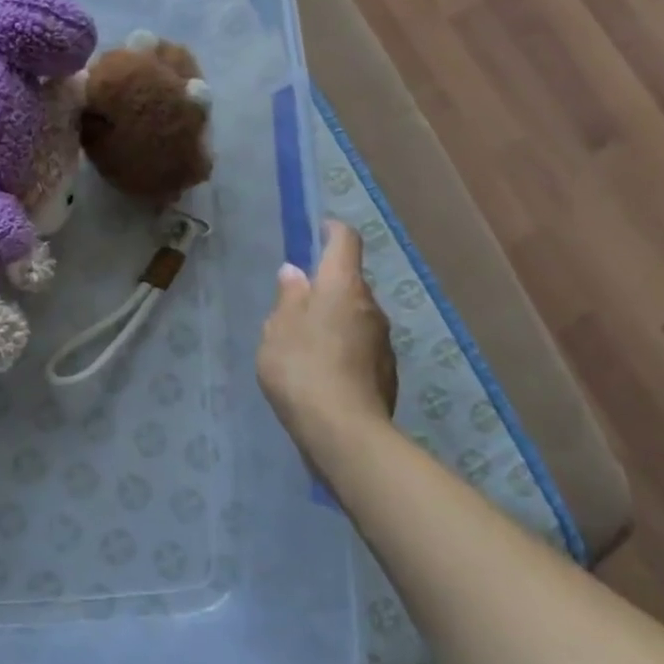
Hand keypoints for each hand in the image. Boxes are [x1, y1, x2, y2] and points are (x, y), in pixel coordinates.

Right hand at [257, 220, 398, 446]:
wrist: (344, 432)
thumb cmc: (301, 368)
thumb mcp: (277, 329)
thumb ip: (288, 298)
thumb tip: (296, 274)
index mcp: (342, 287)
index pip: (345, 242)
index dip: (332, 231)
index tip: (317, 231)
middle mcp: (370, 306)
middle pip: (349, 283)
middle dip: (325, 287)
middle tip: (293, 306)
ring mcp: (383, 341)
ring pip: (355, 317)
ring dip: (333, 321)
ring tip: (303, 346)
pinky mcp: (386, 373)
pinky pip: (360, 347)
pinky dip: (342, 350)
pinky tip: (321, 374)